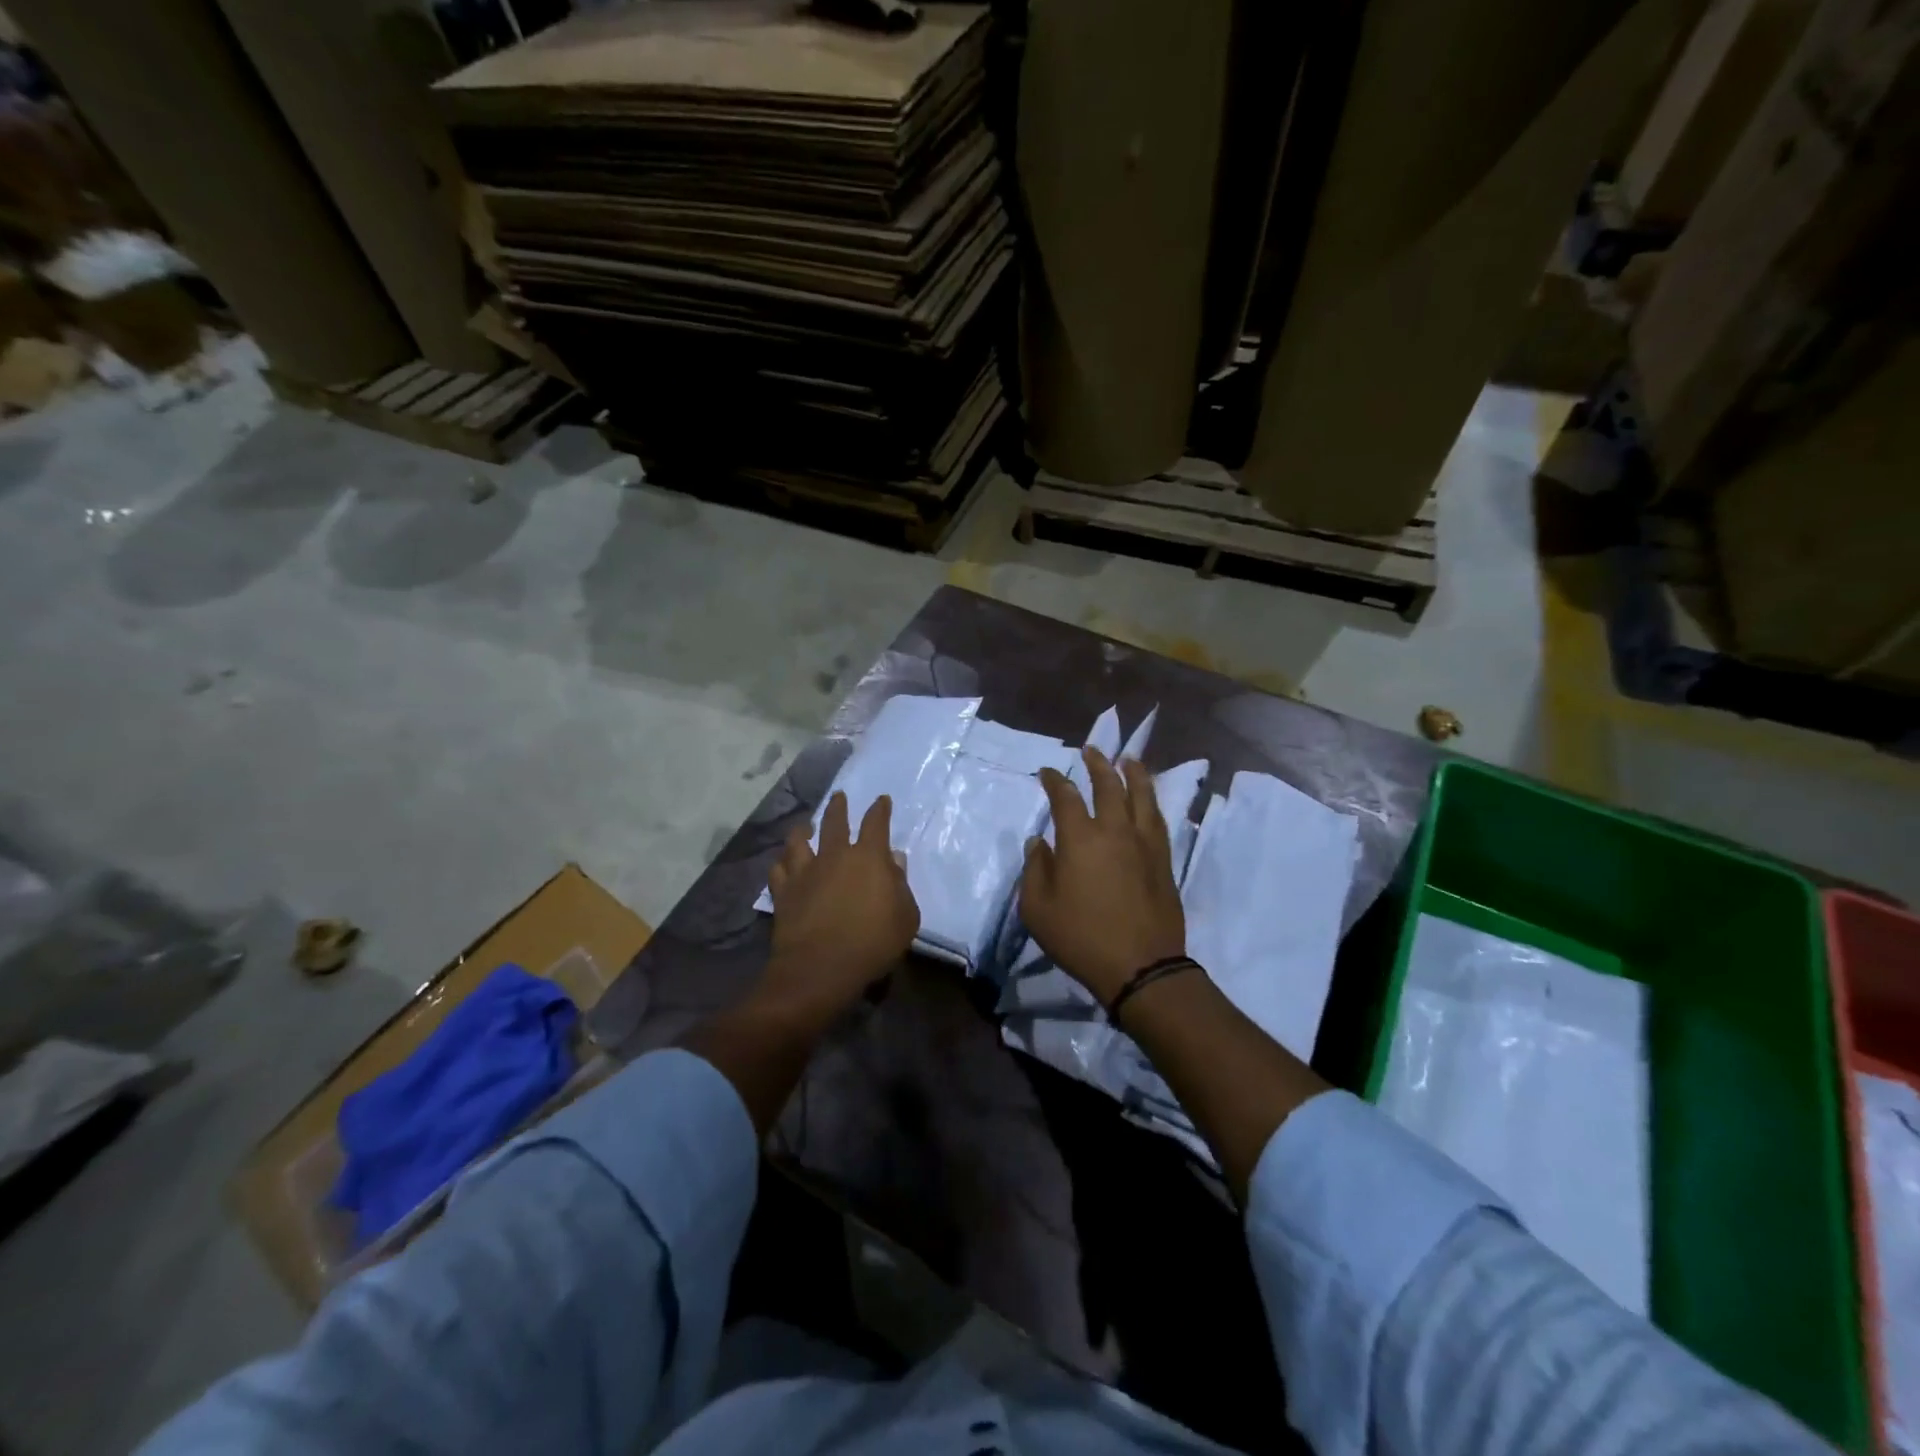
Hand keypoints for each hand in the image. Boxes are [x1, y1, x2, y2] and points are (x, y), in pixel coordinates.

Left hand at [762, 791, 919, 1024]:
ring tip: (805, 826)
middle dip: (838, 807)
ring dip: (803, 830)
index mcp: (868, 857)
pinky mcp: (783, 892)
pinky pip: (779, 870)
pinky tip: (783, 863)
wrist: (820, 967)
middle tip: (839, 797)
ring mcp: (805, 872)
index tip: (881, 800)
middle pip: (835, 822)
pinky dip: (782, 863)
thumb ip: (901, 885)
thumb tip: (893, 860)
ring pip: (799, 841)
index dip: (880, 809)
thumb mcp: (905, 916)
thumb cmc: (873, 942)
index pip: (876, 823)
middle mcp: (834, 856)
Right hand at [1021, 746, 1185, 1005]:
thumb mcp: (1037, 909)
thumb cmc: (1081, 937)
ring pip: (1141, 795)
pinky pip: (1158, 818)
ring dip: (1133, 773)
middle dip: (1097, 764)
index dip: (1054, 780)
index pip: (1065, 796)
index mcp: (1080, 838)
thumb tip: (1038, 842)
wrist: (1141, 966)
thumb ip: (1035, 869)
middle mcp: (1114, 830)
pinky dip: (1151, 800)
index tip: (1047, 772)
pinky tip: (1148, 798)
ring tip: (1128, 759)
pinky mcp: (1163, 859)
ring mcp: (1144, 843)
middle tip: (1091, 750)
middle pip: (1108, 785)